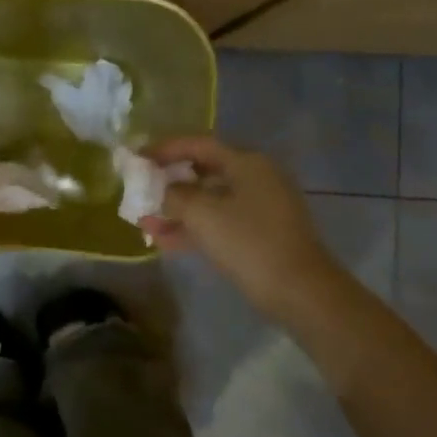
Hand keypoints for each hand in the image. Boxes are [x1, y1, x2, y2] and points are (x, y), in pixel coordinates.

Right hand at [142, 136, 343, 324]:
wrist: (300, 291)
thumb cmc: (248, 242)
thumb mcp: (202, 214)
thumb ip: (174, 195)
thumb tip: (162, 188)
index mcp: (246, 162)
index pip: (198, 144)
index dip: (164, 149)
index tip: (137, 158)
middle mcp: (255, 178)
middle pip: (203, 171)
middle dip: (168, 183)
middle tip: (140, 190)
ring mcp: (260, 207)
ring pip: (209, 201)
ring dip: (177, 210)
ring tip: (144, 222)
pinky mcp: (260, 234)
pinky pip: (219, 223)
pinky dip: (194, 229)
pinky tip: (163, 242)